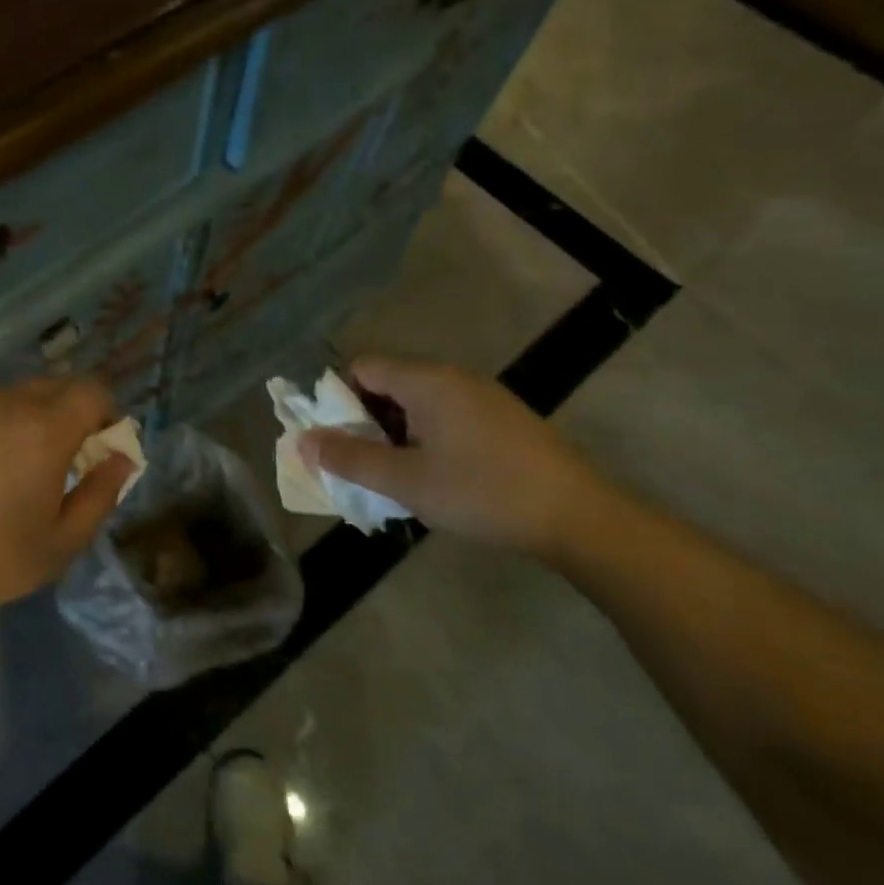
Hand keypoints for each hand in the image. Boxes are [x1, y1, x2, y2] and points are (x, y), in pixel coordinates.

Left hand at [0, 377, 136, 607]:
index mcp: (43, 430)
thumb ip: (100, 496)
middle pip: (50, 387)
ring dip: (14, 422)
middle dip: (63, 415)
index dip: (103, 413)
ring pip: (3, 398)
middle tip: (49, 462)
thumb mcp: (59, 545)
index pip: (91, 390)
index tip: (95, 447)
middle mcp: (2, 401)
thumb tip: (122, 458)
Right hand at [300, 356, 620, 557]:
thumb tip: (303, 441)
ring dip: (394, 433)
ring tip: (395, 476)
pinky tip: (435, 476)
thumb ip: (350, 459)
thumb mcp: (406, 481)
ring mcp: (482, 396)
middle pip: (387, 383)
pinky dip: (425, 437)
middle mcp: (452, 377)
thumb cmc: (483, 493)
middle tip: (362, 464)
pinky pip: (444, 415)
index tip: (337, 440)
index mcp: (427, 380)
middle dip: (364, 421)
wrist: (580, 518)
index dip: (337, 399)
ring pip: (416, 402)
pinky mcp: (502, 418)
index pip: (361, 367)